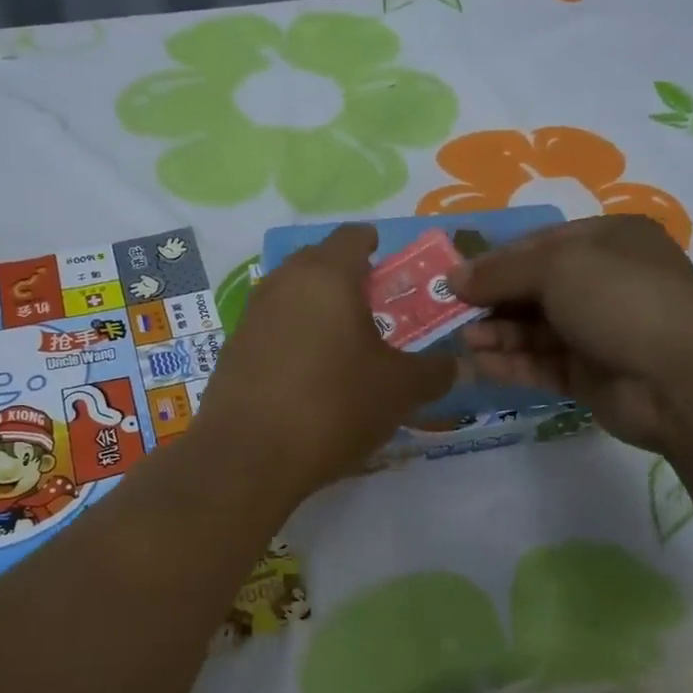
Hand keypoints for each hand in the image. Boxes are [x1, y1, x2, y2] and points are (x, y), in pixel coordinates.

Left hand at [194, 224, 454, 497]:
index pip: (353, 235)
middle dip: (348, 278)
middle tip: (376, 309)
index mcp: (326, 274)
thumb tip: (459, 365)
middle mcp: (284, 282)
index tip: (393, 269)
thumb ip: (434, 371)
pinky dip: (293, 335)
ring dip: (318, 307)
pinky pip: (272, 326)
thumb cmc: (333, 406)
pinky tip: (308, 373)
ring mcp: (252, 313)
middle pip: (319, 261)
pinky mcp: (233, 347)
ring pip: (292, 293)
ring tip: (345, 343)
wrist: (248, 456)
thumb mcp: (399, 391)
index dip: (376, 246)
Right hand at [448, 215, 692, 451]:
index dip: (495, 260)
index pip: (538, 244)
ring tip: (463, 340)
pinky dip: (512, 363)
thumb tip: (455, 277)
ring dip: (497, 332)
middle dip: (491, 299)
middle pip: (533, 287)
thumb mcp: (558, 267)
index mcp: (607, 241)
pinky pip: (542, 364)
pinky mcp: (592, 375)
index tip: (454, 277)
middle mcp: (604, 282)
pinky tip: (480, 364)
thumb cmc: (623, 300)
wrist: (686, 381)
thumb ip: (501, 271)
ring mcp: (599, 331)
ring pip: (535, 328)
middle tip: (449, 313)